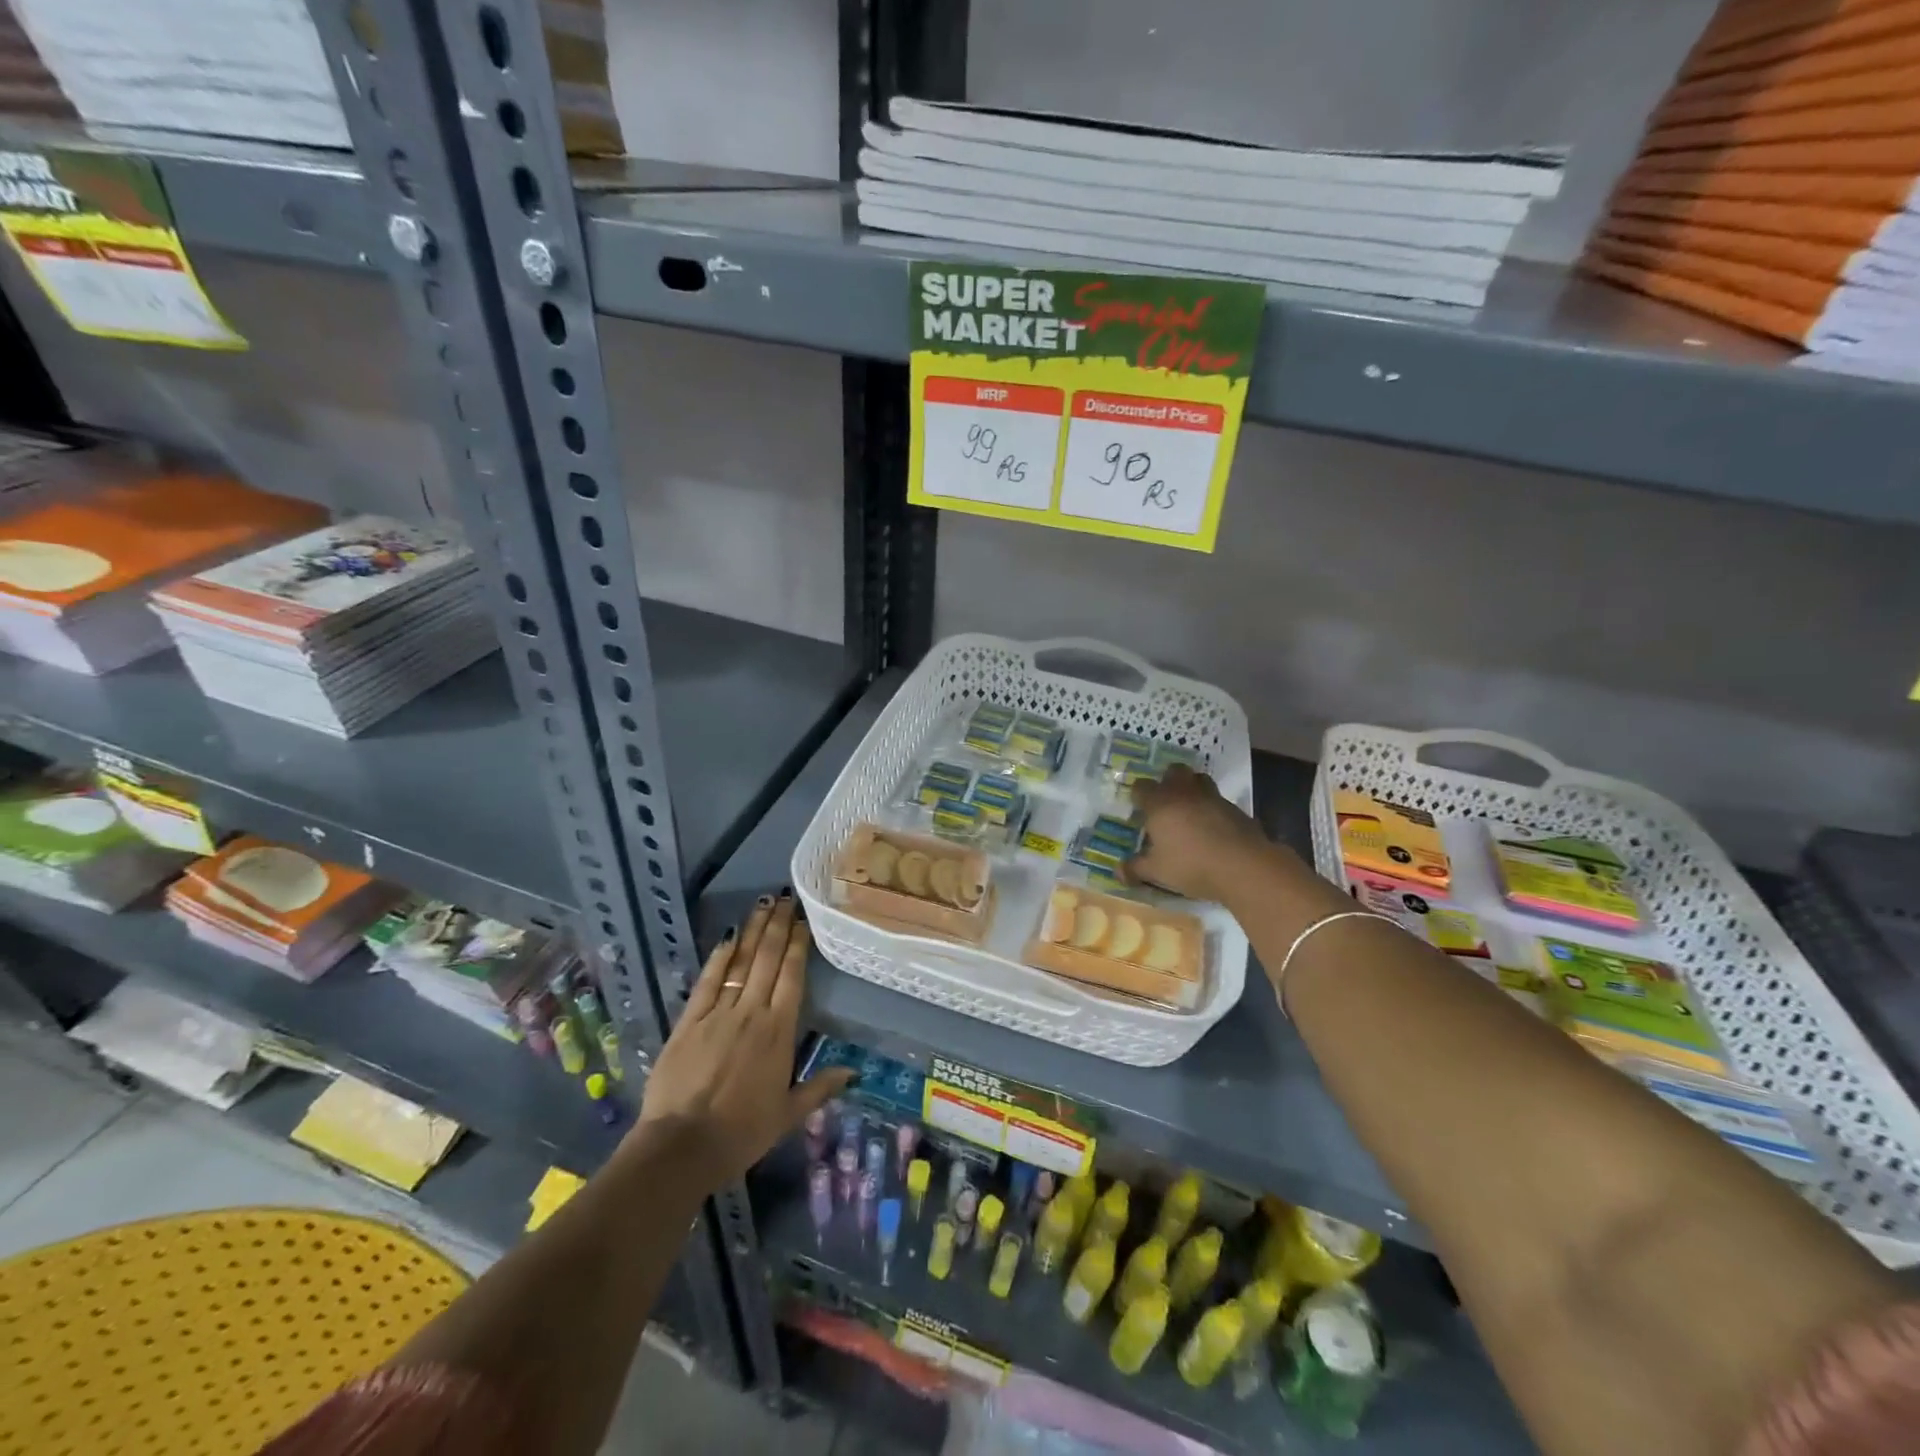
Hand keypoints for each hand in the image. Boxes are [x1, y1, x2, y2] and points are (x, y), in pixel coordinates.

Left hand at [635, 894, 852, 1188]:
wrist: (681, 1146)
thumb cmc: (741, 1133)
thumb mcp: (787, 1114)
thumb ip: (819, 1088)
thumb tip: (853, 1072)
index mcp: (779, 1031)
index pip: (792, 976)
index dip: (798, 944)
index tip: (803, 919)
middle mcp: (752, 1012)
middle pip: (768, 959)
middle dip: (778, 925)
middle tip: (786, 897)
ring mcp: (719, 1012)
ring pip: (741, 962)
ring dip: (754, 931)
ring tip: (763, 903)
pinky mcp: (690, 1020)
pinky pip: (708, 980)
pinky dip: (719, 957)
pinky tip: (729, 936)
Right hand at [1128, 765, 1274, 902]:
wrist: (1243, 866)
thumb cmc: (1191, 864)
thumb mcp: (1157, 871)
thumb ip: (1136, 869)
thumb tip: (1118, 872)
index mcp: (1160, 803)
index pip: (1141, 787)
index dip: (1138, 795)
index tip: (1138, 808)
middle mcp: (1185, 793)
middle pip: (1174, 771)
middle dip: (1168, 781)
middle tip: (1165, 802)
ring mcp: (1213, 798)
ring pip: (1200, 780)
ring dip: (1192, 789)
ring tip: (1190, 810)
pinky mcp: (1236, 809)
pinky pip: (1219, 802)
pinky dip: (1213, 809)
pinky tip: (1213, 829)